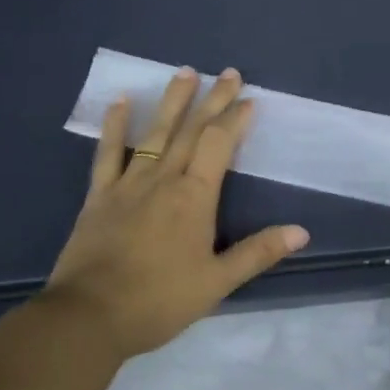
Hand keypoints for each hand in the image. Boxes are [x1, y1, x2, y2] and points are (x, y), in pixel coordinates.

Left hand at [44, 67, 308, 357]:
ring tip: (185, 72)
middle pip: (192, 130)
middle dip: (213, 99)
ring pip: (155, 133)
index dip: (235, 119)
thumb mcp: (217, 282)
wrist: (88, 318)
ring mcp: (129, 184)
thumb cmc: (158, 301)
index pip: (219, 145)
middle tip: (228, 72)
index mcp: (194, 197)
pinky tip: (119, 102)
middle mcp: (164, 179)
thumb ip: (258, 252)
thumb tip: (301, 231)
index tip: (249, 99)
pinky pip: (108, 153)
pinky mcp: (99, 195)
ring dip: (172, 101)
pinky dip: (114, 127)